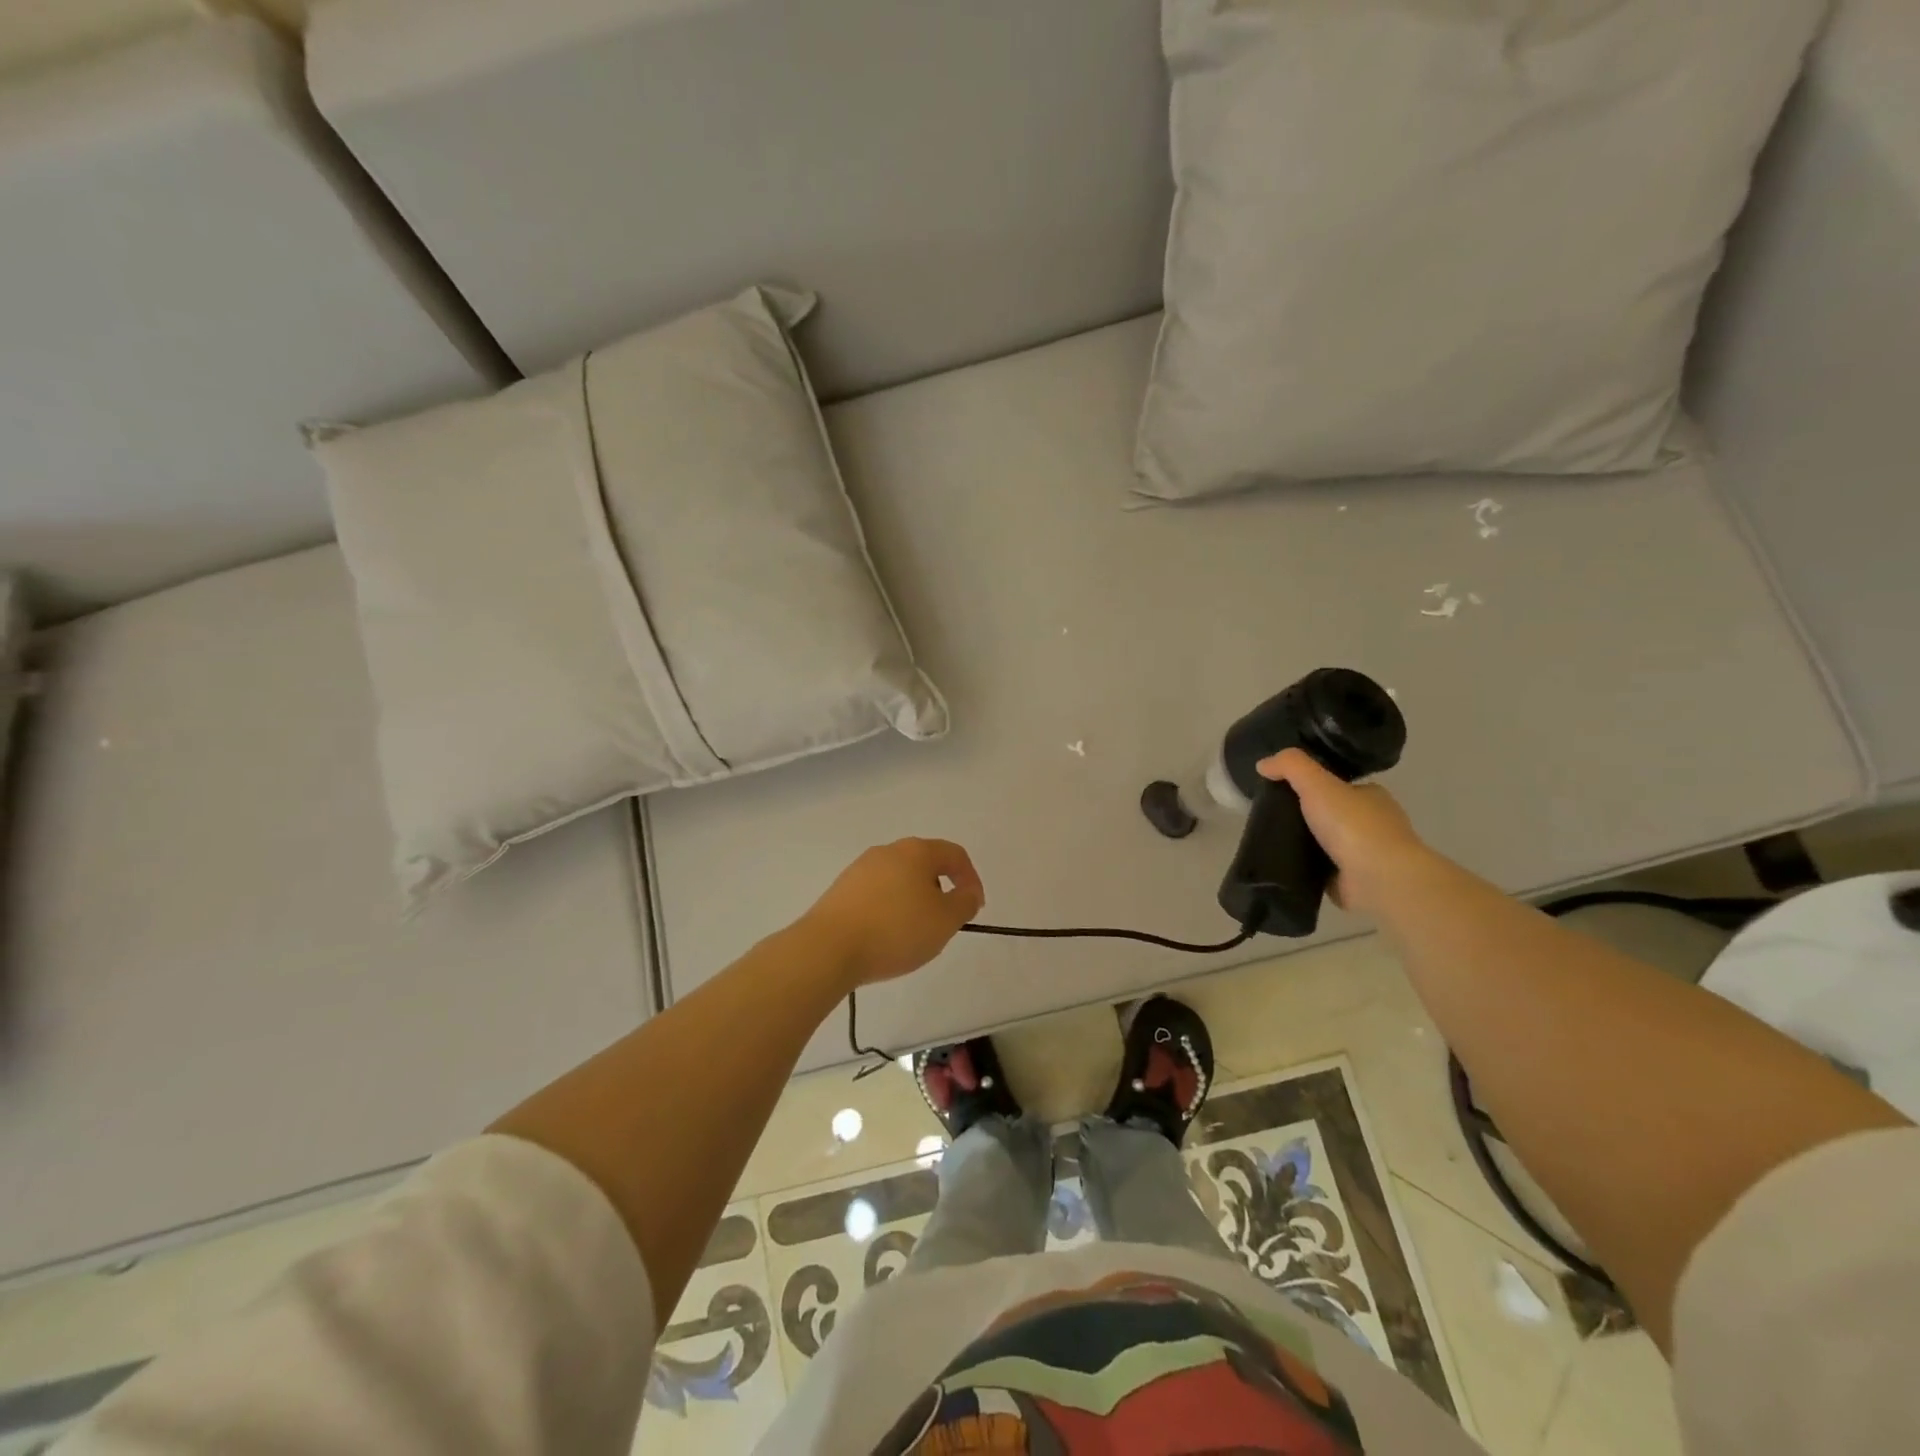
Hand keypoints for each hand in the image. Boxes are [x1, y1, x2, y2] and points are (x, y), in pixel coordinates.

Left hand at [800, 839, 985, 988]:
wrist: (828, 948)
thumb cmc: (895, 930)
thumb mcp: (945, 920)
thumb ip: (964, 903)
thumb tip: (966, 892)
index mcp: (916, 851)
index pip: (954, 854)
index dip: (971, 879)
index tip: (974, 909)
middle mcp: (887, 851)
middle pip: (925, 864)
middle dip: (940, 891)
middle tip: (944, 922)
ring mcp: (860, 869)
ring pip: (899, 879)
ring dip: (914, 901)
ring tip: (914, 934)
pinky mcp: (841, 890)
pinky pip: (877, 894)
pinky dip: (889, 910)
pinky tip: (885, 937)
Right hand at [1257, 749, 1428, 916]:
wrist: (1379, 879)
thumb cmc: (1353, 825)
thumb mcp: (1316, 782)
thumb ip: (1290, 766)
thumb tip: (1263, 764)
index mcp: (1372, 796)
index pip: (1339, 786)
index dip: (1312, 786)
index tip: (1283, 791)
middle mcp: (1373, 824)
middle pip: (1330, 815)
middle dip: (1305, 817)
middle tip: (1271, 817)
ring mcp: (1365, 854)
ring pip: (1325, 843)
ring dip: (1303, 844)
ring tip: (1270, 841)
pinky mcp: (1353, 881)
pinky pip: (1321, 870)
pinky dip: (1305, 868)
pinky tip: (1283, 865)